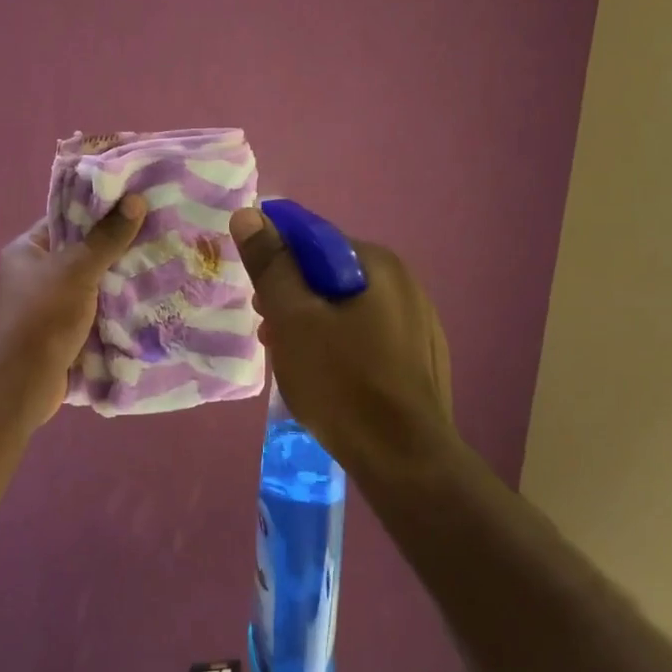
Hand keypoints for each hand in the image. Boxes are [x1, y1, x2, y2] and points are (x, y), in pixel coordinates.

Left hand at [0, 195, 146, 421]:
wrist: (21, 382)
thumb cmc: (42, 316)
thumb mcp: (76, 270)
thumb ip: (106, 238)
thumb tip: (135, 200)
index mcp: (26, 251)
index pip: (66, 220)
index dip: (99, 213)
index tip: (137, 207)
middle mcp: (33, 277)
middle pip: (81, 255)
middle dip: (116, 252)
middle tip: (157, 238)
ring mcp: (47, 309)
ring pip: (91, 289)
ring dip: (119, 285)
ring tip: (161, 268)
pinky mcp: (61, 336)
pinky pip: (93, 317)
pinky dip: (114, 314)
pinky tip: (147, 305)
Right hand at [229, 206, 456, 484]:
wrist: (402, 457)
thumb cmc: (340, 381)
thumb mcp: (293, 318)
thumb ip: (271, 265)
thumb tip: (250, 214)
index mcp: (377, 264)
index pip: (312, 241)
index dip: (276, 265)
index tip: (259, 302)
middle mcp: (406, 283)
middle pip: (330, 276)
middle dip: (293, 299)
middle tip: (270, 335)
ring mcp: (420, 323)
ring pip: (347, 309)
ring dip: (312, 325)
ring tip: (292, 360)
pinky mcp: (421, 358)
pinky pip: (367, 337)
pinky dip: (339, 347)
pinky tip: (327, 378)